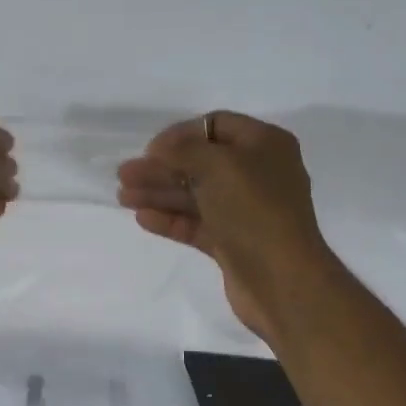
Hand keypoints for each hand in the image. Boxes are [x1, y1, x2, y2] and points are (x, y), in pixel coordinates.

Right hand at [116, 111, 335, 344]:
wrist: (281, 280)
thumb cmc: (254, 211)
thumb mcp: (218, 166)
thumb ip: (184, 150)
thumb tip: (160, 149)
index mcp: (265, 145)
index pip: (217, 126)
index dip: (181, 134)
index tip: (149, 150)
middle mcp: (257, 174)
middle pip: (201, 163)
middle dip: (161, 168)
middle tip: (124, 175)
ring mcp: (245, 211)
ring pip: (195, 195)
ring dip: (159, 193)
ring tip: (124, 197)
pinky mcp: (233, 243)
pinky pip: (196, 224)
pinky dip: (170, 219)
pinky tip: (143, 218)